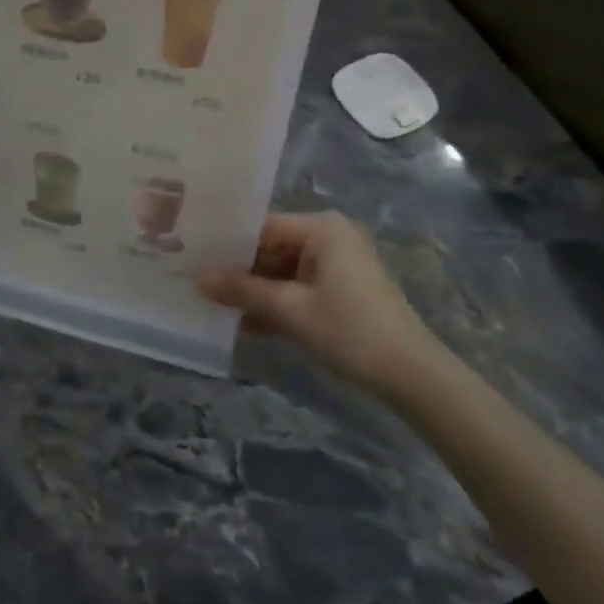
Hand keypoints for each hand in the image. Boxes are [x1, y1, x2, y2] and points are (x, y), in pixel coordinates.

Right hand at [199, 212, 441, 399]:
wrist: (412, 376)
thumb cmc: (350, 330)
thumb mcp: (290, 310)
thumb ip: (242, 291)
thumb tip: (197, 278)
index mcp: (322, 228)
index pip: (262, 227)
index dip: (227, 243)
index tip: (192, 255)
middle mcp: (329, 238)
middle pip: (271, 249)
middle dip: (238, 271)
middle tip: (195, 280)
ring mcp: (336, 266)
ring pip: (281, 273)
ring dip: (253, 292)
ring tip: (210, 302)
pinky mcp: (339, 292)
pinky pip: (297, 290)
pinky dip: (274, 305)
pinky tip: (241, 323)